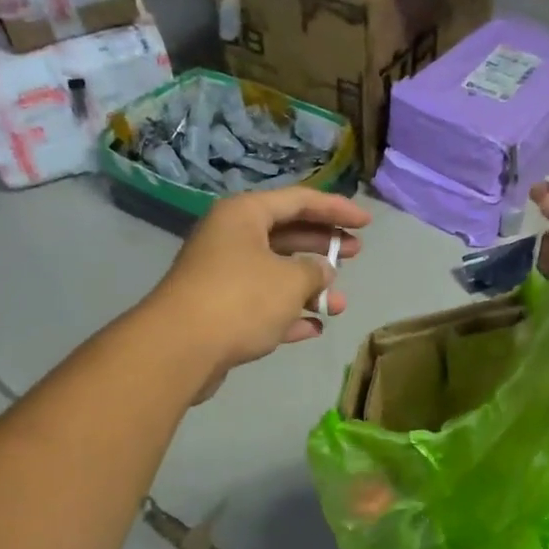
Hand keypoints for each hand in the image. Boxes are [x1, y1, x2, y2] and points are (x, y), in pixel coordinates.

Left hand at [149, 187, 369, 396]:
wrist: (181, 348)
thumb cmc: (241, 299)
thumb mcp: (291, 280)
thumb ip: (315, 271)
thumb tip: (322, 272)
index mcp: (244, 215)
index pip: (299, 201)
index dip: (336, 210)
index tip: (367, 222)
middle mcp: (231, 238)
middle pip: (287, 234)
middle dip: (323, 245)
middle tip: (355, 253)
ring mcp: (223, 275)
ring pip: (276, 273)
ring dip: (310, 288)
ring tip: (340, 305)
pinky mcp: (219, 310)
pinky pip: (262, 305)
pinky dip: (288, 313)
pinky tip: (313, 328)